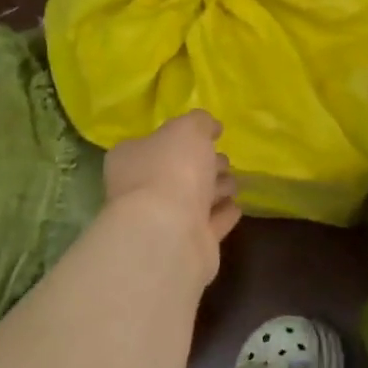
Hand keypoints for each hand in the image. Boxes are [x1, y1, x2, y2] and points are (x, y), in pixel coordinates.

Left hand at [102, 110, 241, 281]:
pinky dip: (222, 215)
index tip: (210, 136)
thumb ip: (200, 122)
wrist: (169, 233)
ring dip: (215, 190)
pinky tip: (237, 207)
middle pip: (176, 172)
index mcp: (131, 158)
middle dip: (203, 166)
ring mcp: (163, 221)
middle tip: (225, 161)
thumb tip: (210, 126)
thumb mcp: (188, 129)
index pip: (155, 143)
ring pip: (194, 199)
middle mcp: (140, 190)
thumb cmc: (172, 170)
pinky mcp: (186, 246)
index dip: (182, 138)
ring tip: (235, 183)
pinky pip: (208, 225)